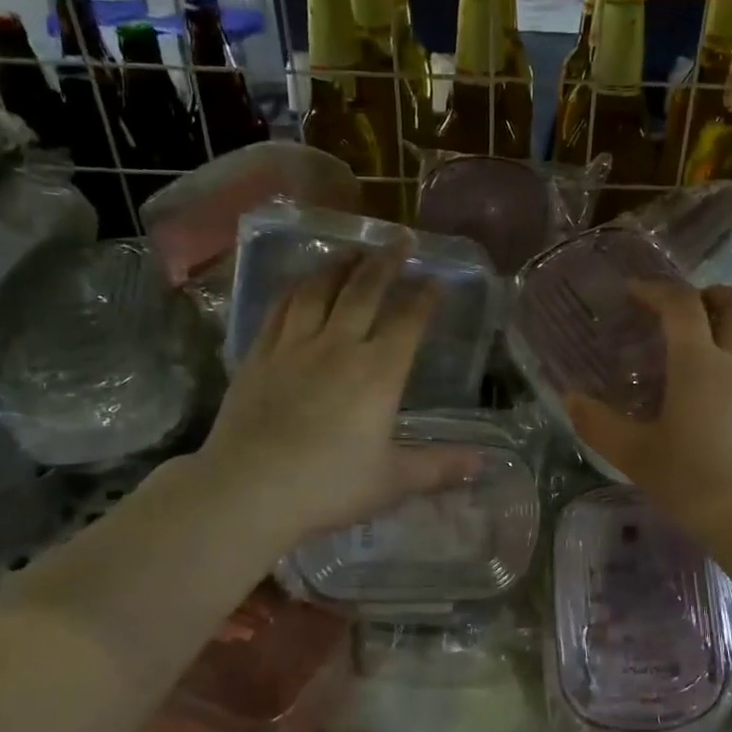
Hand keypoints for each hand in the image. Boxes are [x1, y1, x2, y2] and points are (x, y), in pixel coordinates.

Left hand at [194, 251, 474, 551]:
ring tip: (353, 251)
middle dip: (386, 263)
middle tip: (400, 241)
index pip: (408, 322)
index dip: (424, 298)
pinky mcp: (258, 356)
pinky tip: (301, 284)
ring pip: (319, 291)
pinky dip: (296, 289)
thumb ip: (439, 467)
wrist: (249, 490)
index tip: (436, 280)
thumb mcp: (393, 481)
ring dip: (340, 266)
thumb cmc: (329, 486)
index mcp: (378, 373)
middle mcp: (338, 347)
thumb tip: (483, 463)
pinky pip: (279, 309)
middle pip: (364, 291)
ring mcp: (294, 347)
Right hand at [565, 282, 731, 553]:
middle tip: (690, 305)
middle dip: (712, 293)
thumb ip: (598, 424)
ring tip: (725, 328)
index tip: (635, 291)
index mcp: (698, 365)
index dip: (657, 290)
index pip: (681, 306)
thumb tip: (570, 397)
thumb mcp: (635, 456)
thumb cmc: (692, 484)